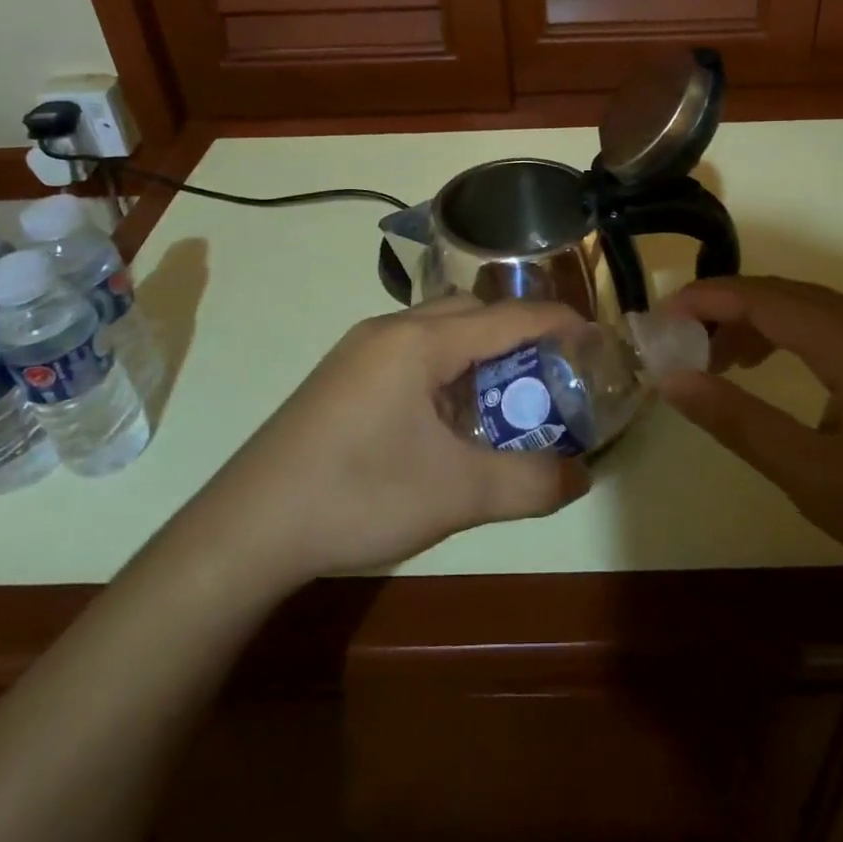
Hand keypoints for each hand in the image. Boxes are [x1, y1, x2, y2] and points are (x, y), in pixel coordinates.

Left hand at [201, 296, 592, 583]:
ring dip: (478, 352)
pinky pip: (411, 352)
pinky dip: (445, 369)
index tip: (595, 338)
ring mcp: (359, 351)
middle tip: (550, 372)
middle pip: (472, 312)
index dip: (558, 323)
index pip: (507, 316)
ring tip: (504, 397)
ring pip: (438, 330)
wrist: (247, 529)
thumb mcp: (456, 495)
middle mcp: (389, 330)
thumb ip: (529, 482)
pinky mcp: (342, 377)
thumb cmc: (358, 496)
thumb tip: (580, 475)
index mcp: (420, 341)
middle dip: (518, 334)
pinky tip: (446, 418)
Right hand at [660, 276, 842, 585]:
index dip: (703, 300)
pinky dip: (794, 337)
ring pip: (809, 307)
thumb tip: (673, 381)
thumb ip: (738, 421)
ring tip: (722, 366)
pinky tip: (778, 372)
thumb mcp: (813, 475)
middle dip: (725, 313)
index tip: (657, 322)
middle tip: (682, 351)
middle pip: (782, 294)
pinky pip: (836, 324)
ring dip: (759, 325)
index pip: (759, 295)